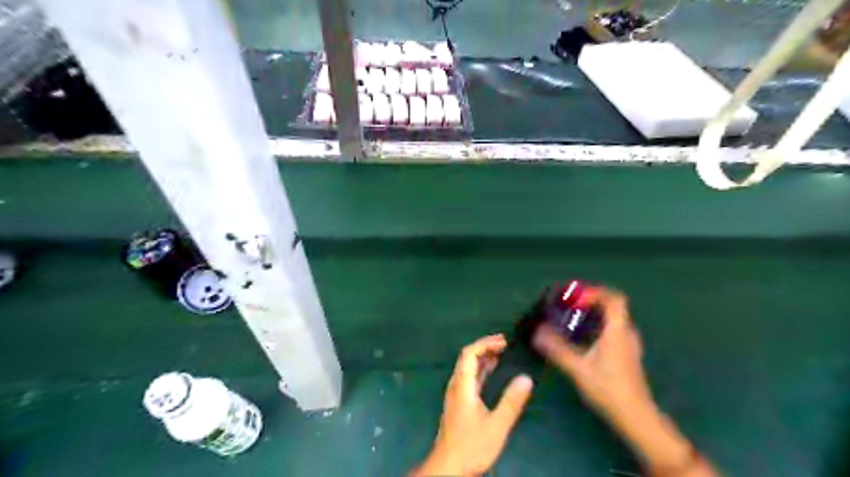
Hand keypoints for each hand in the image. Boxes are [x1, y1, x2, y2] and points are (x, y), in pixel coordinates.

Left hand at [416, 333, 531, 474]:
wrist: (449, 466)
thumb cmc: (472, 446)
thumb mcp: (497, 425)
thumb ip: (511, 402)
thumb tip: (526, 378)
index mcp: (462, 385)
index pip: (470, 353)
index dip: (485, 343)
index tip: (503, 341)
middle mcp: (456, 385)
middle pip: (467, 357)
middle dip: (485, 346)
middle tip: (505, 343)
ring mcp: (456, 393)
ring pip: (468, 366)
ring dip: (483, 356)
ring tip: (501, 351)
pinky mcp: (459, 401)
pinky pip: (469, 377)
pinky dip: (481, 368)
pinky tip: (491, 369)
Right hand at [534, 287, 719, 476]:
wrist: (635, 417)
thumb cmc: (608, 389)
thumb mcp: (578, 368)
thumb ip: (557, 349)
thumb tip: (537, 332)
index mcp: (618, 331)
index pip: (614, 299)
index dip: (595, 292)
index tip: (575, 297)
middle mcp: (626, 334)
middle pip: (613, 307)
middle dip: (592, 301)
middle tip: (570, 304)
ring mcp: (629, 345)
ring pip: (614, 319)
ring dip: (596, 314)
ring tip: (574, 318)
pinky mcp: (627, 355)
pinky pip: (614, 329)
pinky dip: (599, 325)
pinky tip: (584, 338)